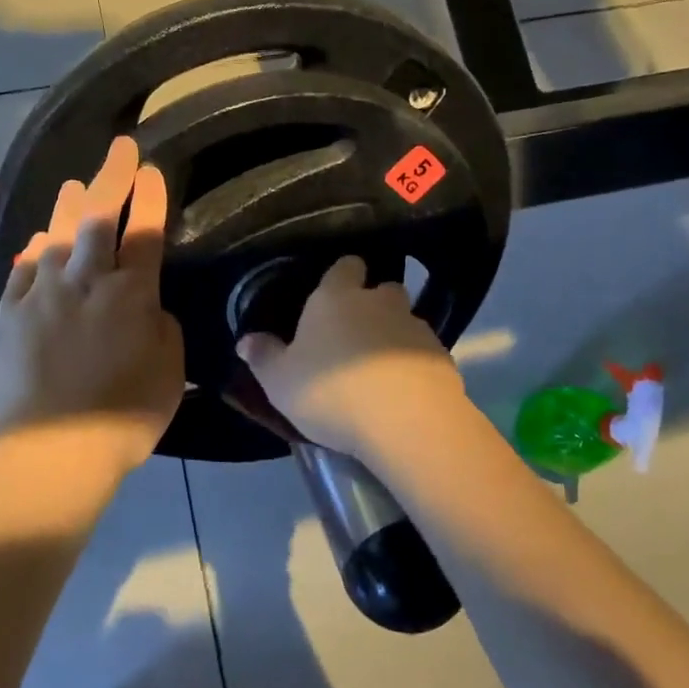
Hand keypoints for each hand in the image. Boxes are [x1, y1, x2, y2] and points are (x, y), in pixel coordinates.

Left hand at [0, 137, 185, 478]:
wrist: (50, 452)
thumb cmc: (121, 418)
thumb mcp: (169, 373)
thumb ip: (162, 328)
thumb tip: (146, 306)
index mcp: (130, 294)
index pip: (144, 232)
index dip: (150, 197)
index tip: (153, 170)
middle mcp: (84, 281)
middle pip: (98, 218)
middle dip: (111, 178)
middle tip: (119, 149)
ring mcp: (41, 295)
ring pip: (56, 235)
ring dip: (70, 206)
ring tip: (76, 185)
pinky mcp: (8, 314)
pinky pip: (24, 269)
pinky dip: (35, 250)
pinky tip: (40, 242)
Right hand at [235, 255, 466, 460]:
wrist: (407, 422)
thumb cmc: (331, 392)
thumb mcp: (280, 381)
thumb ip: (263, 357)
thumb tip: (245, 339)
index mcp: (336, 298)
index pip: (345, 266)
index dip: (341, 276)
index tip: (332, 294)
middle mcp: (379, 302)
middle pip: (382, 289)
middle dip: (372, 304)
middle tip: (354, 334)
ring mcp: (416, 327)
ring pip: (405, 320)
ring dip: (394, 336)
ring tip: (379, 368)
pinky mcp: (443, 357)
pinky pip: (423, 353)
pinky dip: (413, 364)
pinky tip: (402, 391)